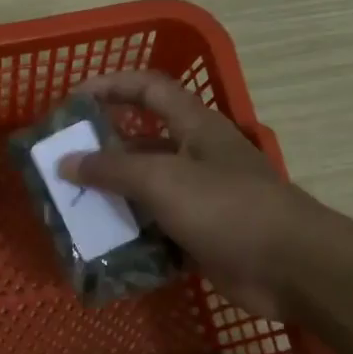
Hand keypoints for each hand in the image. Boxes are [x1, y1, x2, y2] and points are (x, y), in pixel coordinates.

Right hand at [59, 70, 316, 320]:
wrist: (290, 268)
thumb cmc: (227, 208)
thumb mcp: (163, 180)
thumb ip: (112, 168)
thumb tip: (65, 161)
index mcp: (196, 127)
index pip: (149, 89)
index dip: (112, 85)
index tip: (72, 99)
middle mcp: (198, 157)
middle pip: (143, 143)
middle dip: (102, 151)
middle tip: (62, 165)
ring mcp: (202, 199)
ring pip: (147, 191)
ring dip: (113, 198)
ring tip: (72, 209)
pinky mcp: (202, 237)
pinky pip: (158, 230)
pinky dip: (133, 236)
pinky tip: (103, 247)